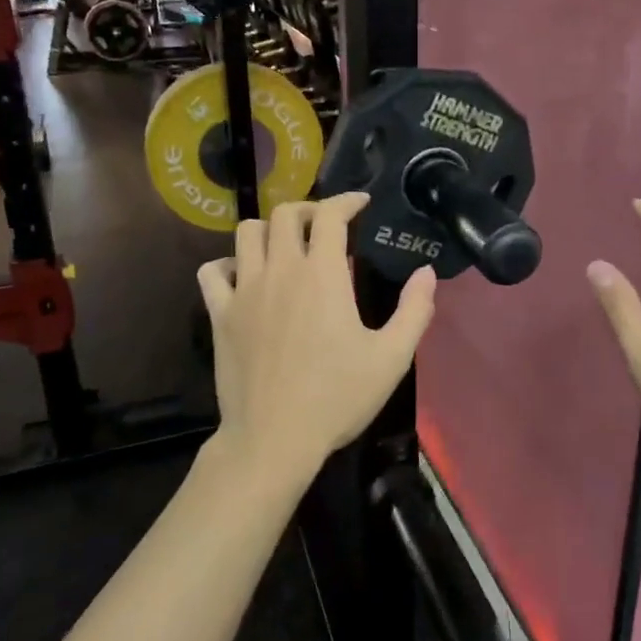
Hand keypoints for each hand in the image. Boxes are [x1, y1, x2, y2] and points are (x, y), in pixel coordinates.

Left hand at [197, 194, 436, 479]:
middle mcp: (281, 271)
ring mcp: (244, 290)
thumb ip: (415, 310)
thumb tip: (427, 272)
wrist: (274, 439)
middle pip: (285, 214)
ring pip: (246, 233)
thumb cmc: (337, 398)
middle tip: (326, 225)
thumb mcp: (391, 358)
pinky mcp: (220, 314)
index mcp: (323, 276)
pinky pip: (212, 271)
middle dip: (308, 209)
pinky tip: (244, 277)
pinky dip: (227, 264)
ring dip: (269, 229)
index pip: (330, 215)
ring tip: (286, 245)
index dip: (346, 201)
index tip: (360, 203)